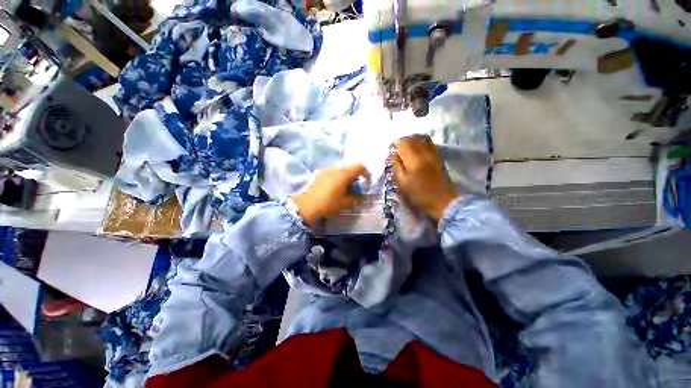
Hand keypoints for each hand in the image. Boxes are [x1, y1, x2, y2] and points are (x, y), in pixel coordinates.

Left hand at [292, 164, 370, 225]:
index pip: (359, 166)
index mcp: (343, 174)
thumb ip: (357, 198)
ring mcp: (326, 171)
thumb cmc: (329, 204)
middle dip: (355, 177)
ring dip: (346, 178)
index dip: (365, 172)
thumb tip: (363, 197)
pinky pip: (333, 173)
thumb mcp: (345, 203)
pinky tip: (334, 189)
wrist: (307, 206)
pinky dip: (337, 178)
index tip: (367, 181)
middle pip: (349, 168)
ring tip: (344, 190)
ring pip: (340, 171)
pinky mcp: (319, 174)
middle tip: (355, 188)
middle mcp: (335, 169)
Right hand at [391, 135, 458, 221]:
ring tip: (406, 146)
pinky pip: (430, 144)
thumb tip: (392, 155)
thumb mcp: (402, 184)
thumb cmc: (418, 195)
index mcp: (413, 160)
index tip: (390, 148)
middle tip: (397, 147)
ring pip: (422, 139)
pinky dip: (422, 142)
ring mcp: (433, 154)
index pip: (403, 143)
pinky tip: (418, 148)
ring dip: (412, 140)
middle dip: (403, 140)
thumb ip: (396, 167)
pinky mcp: (439, 157)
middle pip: (413, 139)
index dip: (395, 143)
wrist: (442, 201)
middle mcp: (424, 153)